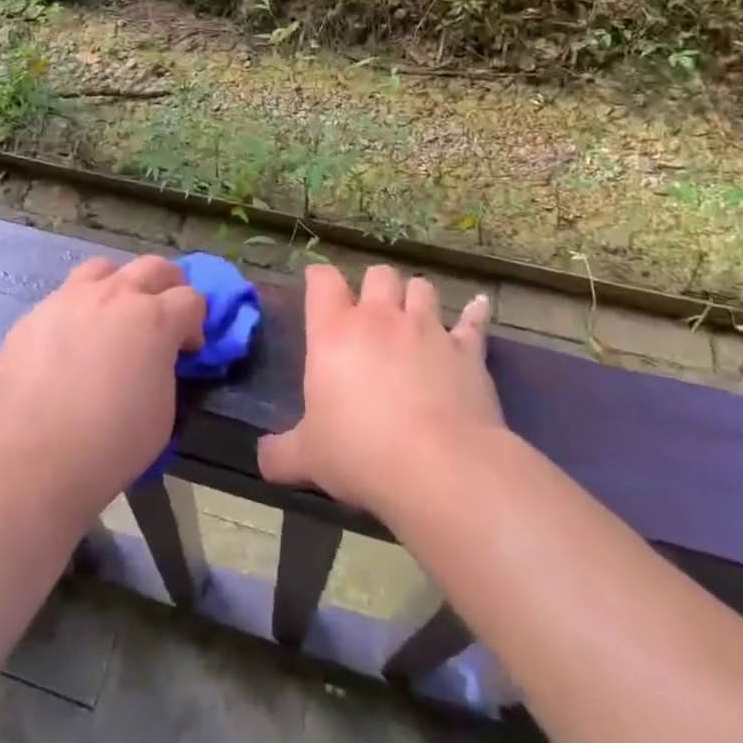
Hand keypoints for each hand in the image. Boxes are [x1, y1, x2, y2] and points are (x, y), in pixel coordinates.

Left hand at [0, 256, 204, 521]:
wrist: (29, 462)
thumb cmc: (109, 444)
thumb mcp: (163, 411)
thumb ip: (165, 368)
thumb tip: (158, 357)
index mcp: (153, 319)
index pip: (191, 299)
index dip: (195, 323)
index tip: (187, 350)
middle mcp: (113, 295)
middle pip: (153, 267)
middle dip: (168, 286)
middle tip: (164, 315)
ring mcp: (68, 299)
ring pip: (104, 269)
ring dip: (119, 285)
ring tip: (114, 315)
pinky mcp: (33, 315)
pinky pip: (64, 298)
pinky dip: (78, 311)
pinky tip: (70, 344)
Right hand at [259, 264, 500, 520]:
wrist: (438, 468)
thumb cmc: (361, 453)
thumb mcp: (308, 457)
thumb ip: (280, 453)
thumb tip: (262, 460)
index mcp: (334, 332)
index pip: (322, 281)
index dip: (319, 279)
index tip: (317, 287)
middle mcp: (380, 318)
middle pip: (378, 274)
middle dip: (374, 286)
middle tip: (371, 310)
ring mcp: (427, 330)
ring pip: (422, 288)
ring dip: (416, 296)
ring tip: (414, 313)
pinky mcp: (467, 351)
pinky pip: (473, 322)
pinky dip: (476, 313)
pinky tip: (481, 306)